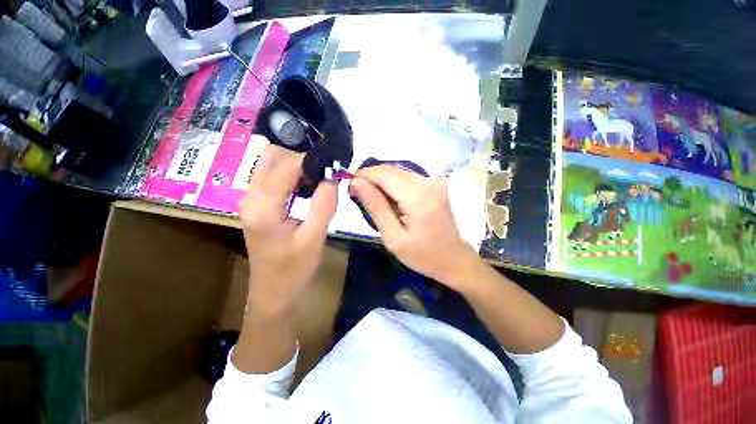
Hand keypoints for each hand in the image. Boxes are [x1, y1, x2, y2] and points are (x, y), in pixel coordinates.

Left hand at [239, 145, 337, 317]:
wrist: (273, 293)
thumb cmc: (294, 269)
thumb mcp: (314, 238)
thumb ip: (323, 205)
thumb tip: (332, 177)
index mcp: (263, 205)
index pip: (286, 166)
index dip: (310, 160)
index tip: (332, 164)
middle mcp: (250, 196)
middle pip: (271, 156)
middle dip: (300, 157)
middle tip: (325, 169)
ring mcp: (250, 199)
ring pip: (270, 164)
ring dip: (295, 164)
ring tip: (319, 175)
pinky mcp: (256, 205)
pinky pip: (271, 177)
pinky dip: (290, 173)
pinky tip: (306, 185)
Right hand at [349, 165, 477, 290]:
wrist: (453, 259)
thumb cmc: (422, 255)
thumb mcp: (393, 237)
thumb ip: (375, 206)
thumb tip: (356, 182)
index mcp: (419, 197)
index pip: (384, 174)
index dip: (363, 175)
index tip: (349, 186)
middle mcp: (429, 182)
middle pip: (391, 170)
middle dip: (371, 178)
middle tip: (357, 194)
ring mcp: (434, 181)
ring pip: (398, 172)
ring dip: (381, 181)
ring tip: (372, 199)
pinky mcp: (435, 184)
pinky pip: (407, 177)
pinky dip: (393, 185)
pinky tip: (389, 199)